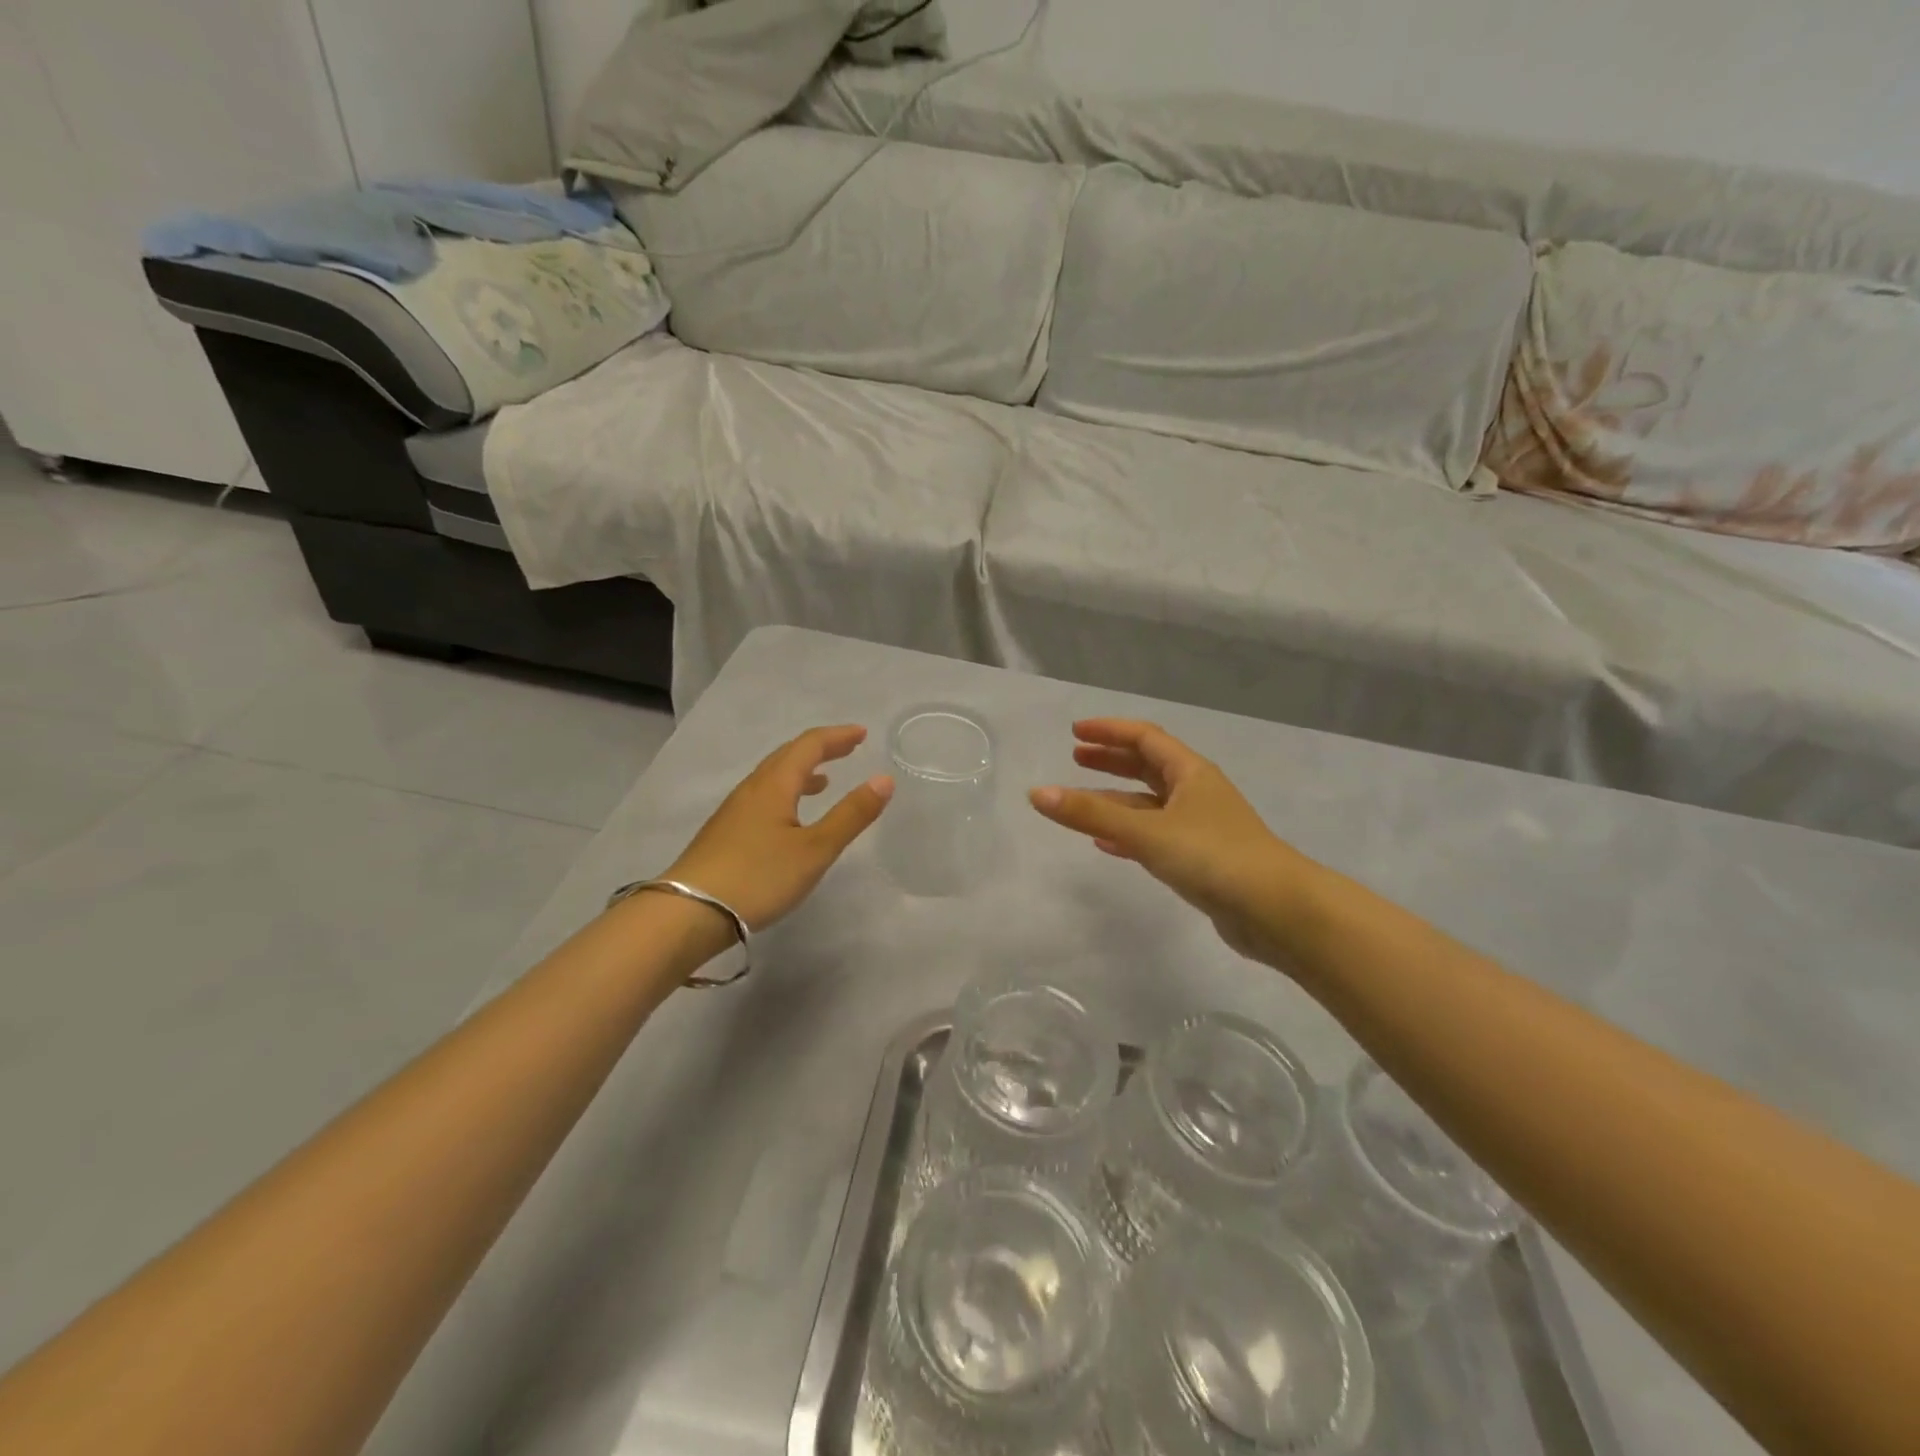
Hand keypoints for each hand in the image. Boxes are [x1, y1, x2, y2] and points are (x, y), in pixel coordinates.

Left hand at [665, 725, 892, 932]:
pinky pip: (763, 797)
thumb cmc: (759, 877)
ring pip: (772, 778)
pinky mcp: (725, 833)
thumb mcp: (815, 849)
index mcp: (774, 784)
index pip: (809, 745)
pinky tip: (789, 819)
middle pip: (787, 756)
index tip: (862, 734)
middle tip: (848, 749)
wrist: (689, 912)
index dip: (837, 737)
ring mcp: (734, 811)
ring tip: (824, 781)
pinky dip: (786, 793)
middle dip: (820, 749)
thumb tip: (884, 779)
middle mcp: (752, 789)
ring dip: (801, 772)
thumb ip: (851, 815)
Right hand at [1029, 719, 1323, 966]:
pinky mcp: (1201, 860)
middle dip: (1111, 760)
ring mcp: (1201, 827)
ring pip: (1150, 804)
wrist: (1278, 911)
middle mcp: (1196, 793)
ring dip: (1116, 799)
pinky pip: (1155, 836)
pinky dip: (1128, 834)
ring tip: (1081, 801)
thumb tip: (1037, 793)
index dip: (1109, 731)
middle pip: (1148, 766)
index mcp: (1190, 773)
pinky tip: (1106, 844)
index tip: (1074, 732)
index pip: (1145, 737)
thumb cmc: (1214, 857)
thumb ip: (1091, 814)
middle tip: (1075, 758)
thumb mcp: (1146, 832)